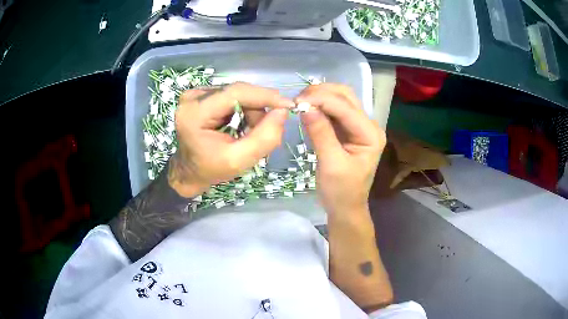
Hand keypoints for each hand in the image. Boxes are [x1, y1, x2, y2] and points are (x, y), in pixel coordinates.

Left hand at [169, 82, 294, 196]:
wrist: (189, 172)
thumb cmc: (211, 169)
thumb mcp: (239, 161)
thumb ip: (264, 138)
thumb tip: (283, 111)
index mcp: (194, 113)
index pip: (236, 92)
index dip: (264, 96)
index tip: (288, 105)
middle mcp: (192, 97)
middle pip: (238, 92)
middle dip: (258, 109)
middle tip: (267, 129)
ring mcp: (195, 94)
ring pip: (237, 93)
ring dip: (251, 111)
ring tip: (249, 132)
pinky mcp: (200, 95)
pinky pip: (231, 96)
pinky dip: (242, 109)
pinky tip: (240, 124)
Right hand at [296, 84, 385, 215]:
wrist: (345, 207)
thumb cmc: (341, 191)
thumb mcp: (331, 164)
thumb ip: (320, 133)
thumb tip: (305, 107)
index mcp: (370, 134)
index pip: (345, 107)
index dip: (321, 100)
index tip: (296, 102)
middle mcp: (368, 125)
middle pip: (345, 96)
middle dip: (321, 93)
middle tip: (298, 100)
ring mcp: (358, 126)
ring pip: (339, 100)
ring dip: (320, 97)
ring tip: (300, 103)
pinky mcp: (348, 130)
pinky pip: (334, 111)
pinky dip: (320, 106)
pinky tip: (307, 109)